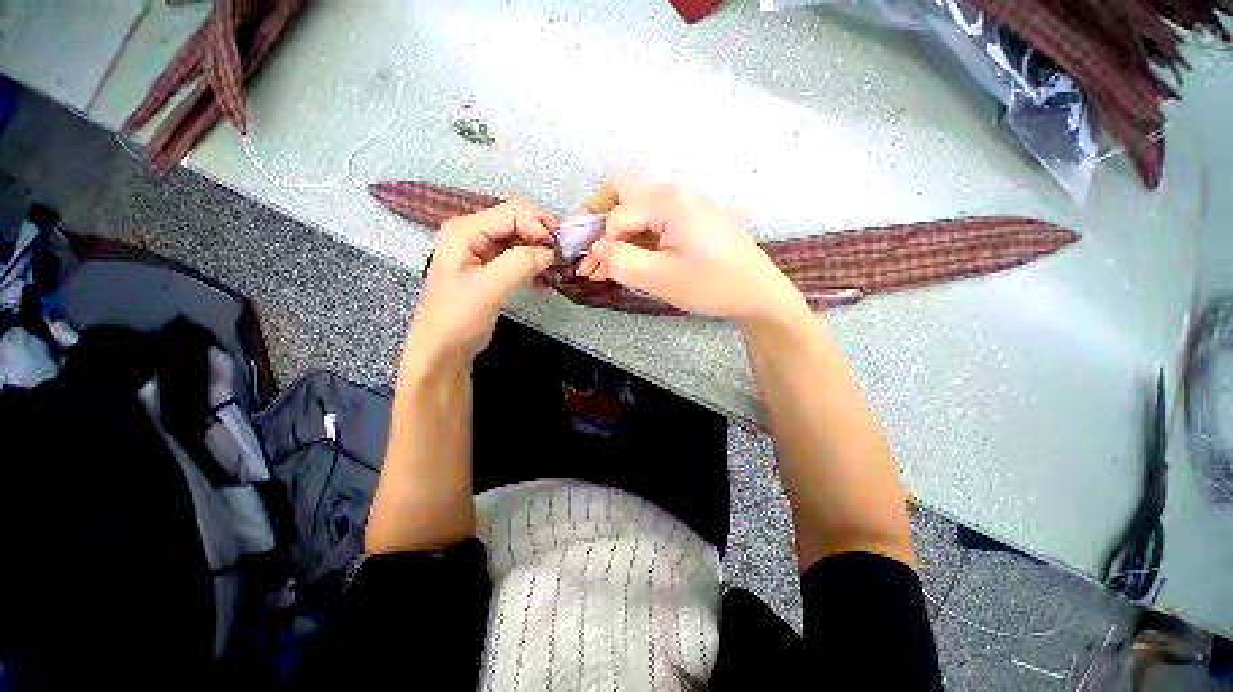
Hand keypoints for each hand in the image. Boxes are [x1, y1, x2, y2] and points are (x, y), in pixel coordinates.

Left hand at [405, 200, 555, 367]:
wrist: (444, 348)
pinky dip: (533, 264)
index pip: (512, 213)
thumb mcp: (489, 288)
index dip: (538, 226)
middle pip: (517, 221)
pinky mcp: (490, 266)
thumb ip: (519, 263)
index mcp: (465, 230)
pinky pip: (517, 255)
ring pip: (520, 238)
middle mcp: (472, 232)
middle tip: (561, 257)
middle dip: (542, 237)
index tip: (558, 251)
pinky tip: (543, 281)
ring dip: (540, 252)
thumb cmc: (459, 317)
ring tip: (555, 271)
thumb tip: (550, 251)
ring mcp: (481, 249)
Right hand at [575, 176, 805, 326]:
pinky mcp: (692, 220)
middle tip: (584, 246)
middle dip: (597, 220)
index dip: (598, 243)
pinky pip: (654, 221)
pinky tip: (628, 259)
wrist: (757, 293)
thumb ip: (619, 261)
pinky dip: (635, 238)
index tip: (588, 270)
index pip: (616, 215)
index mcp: (667, 201)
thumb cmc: (710, 285)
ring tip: (603, 265)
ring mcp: (686, 205)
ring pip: (637, 210)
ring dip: (616, 234)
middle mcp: (675, 193)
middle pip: (622, 193)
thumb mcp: (658, 277)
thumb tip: (595, 249)